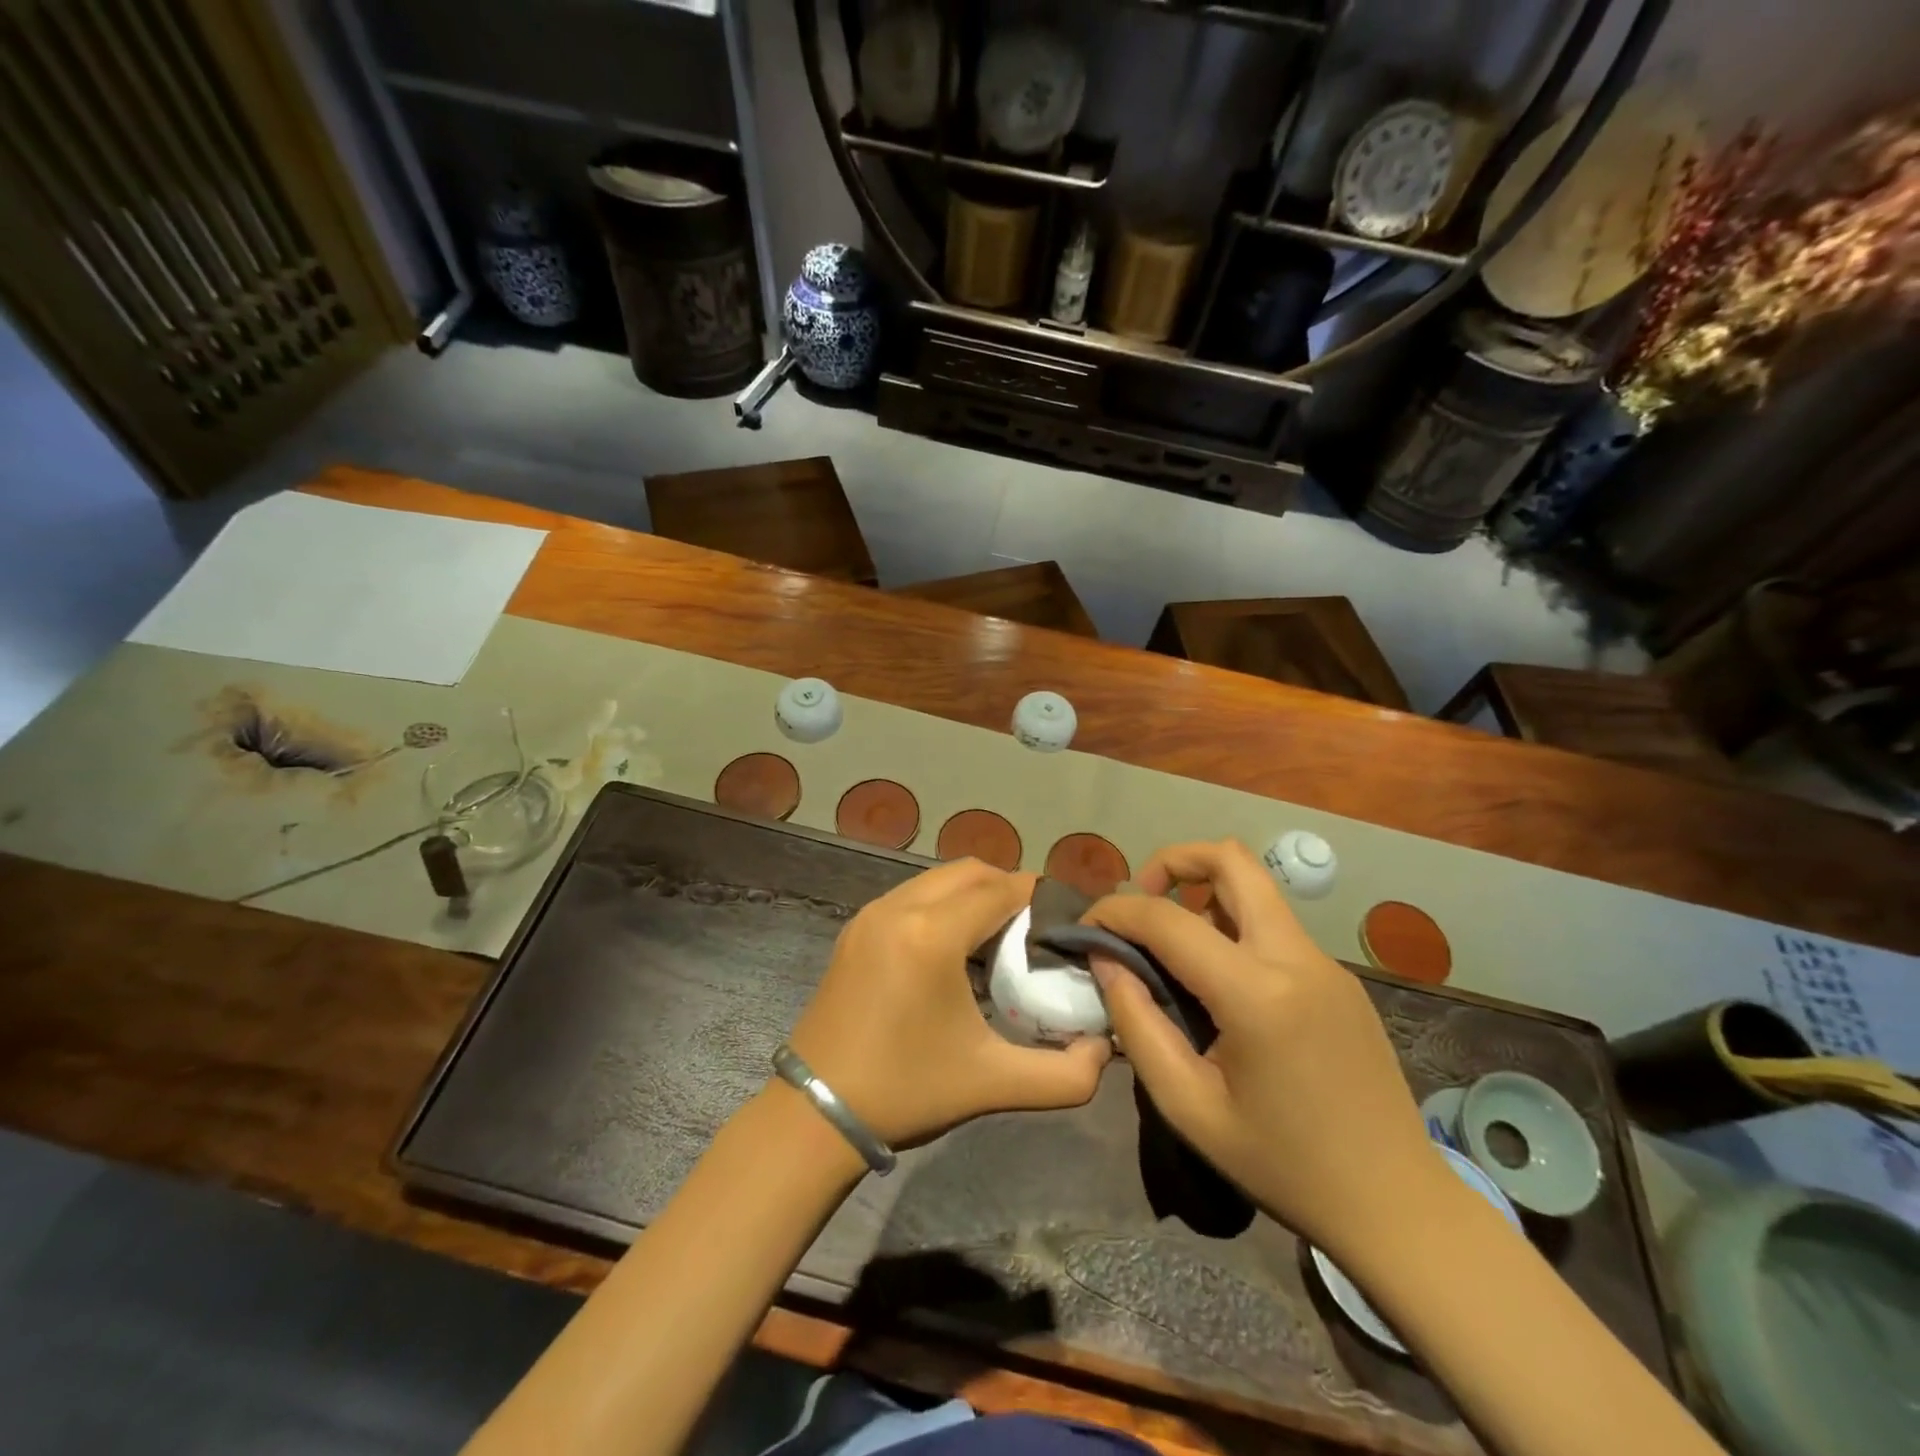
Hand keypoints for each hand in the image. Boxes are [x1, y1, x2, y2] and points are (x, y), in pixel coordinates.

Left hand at [788, 859, 1110, 1148]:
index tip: (1066, 920)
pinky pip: (911, 895)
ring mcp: (870, 914)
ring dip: (973, 895)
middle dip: (1008, 889)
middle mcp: (898, 909)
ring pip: (937, 879)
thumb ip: (1065, 1074)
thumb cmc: (906, 1091)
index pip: (1000, 890)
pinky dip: (942, 905)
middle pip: (969, 872)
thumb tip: (1106, 1047)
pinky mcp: (855, 929)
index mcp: (931, 935)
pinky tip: (954, 950)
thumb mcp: (993, 1085)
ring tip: (998, 939)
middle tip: (1035, 930)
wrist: (816, 1112)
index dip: (1038, 897)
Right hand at [1083, 840, 1439, 1254]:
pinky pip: (1274, 924)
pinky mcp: (1338, 976)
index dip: (1115, 911)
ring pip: (1256, 887)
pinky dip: (1232, 924)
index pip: (1168, 919)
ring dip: (1204, 891)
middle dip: (1173, 860)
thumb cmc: (1282, 1165)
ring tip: (1171, 941)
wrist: (1396, 1206)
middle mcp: (1296, 958)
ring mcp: (1325, 962)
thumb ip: (1137, 1024)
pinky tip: (1215, 979)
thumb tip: (1107, 961)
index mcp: (1257, 994)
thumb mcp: (1188, 1106)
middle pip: (1232, 860)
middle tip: (1140, 898)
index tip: (1085, 927)